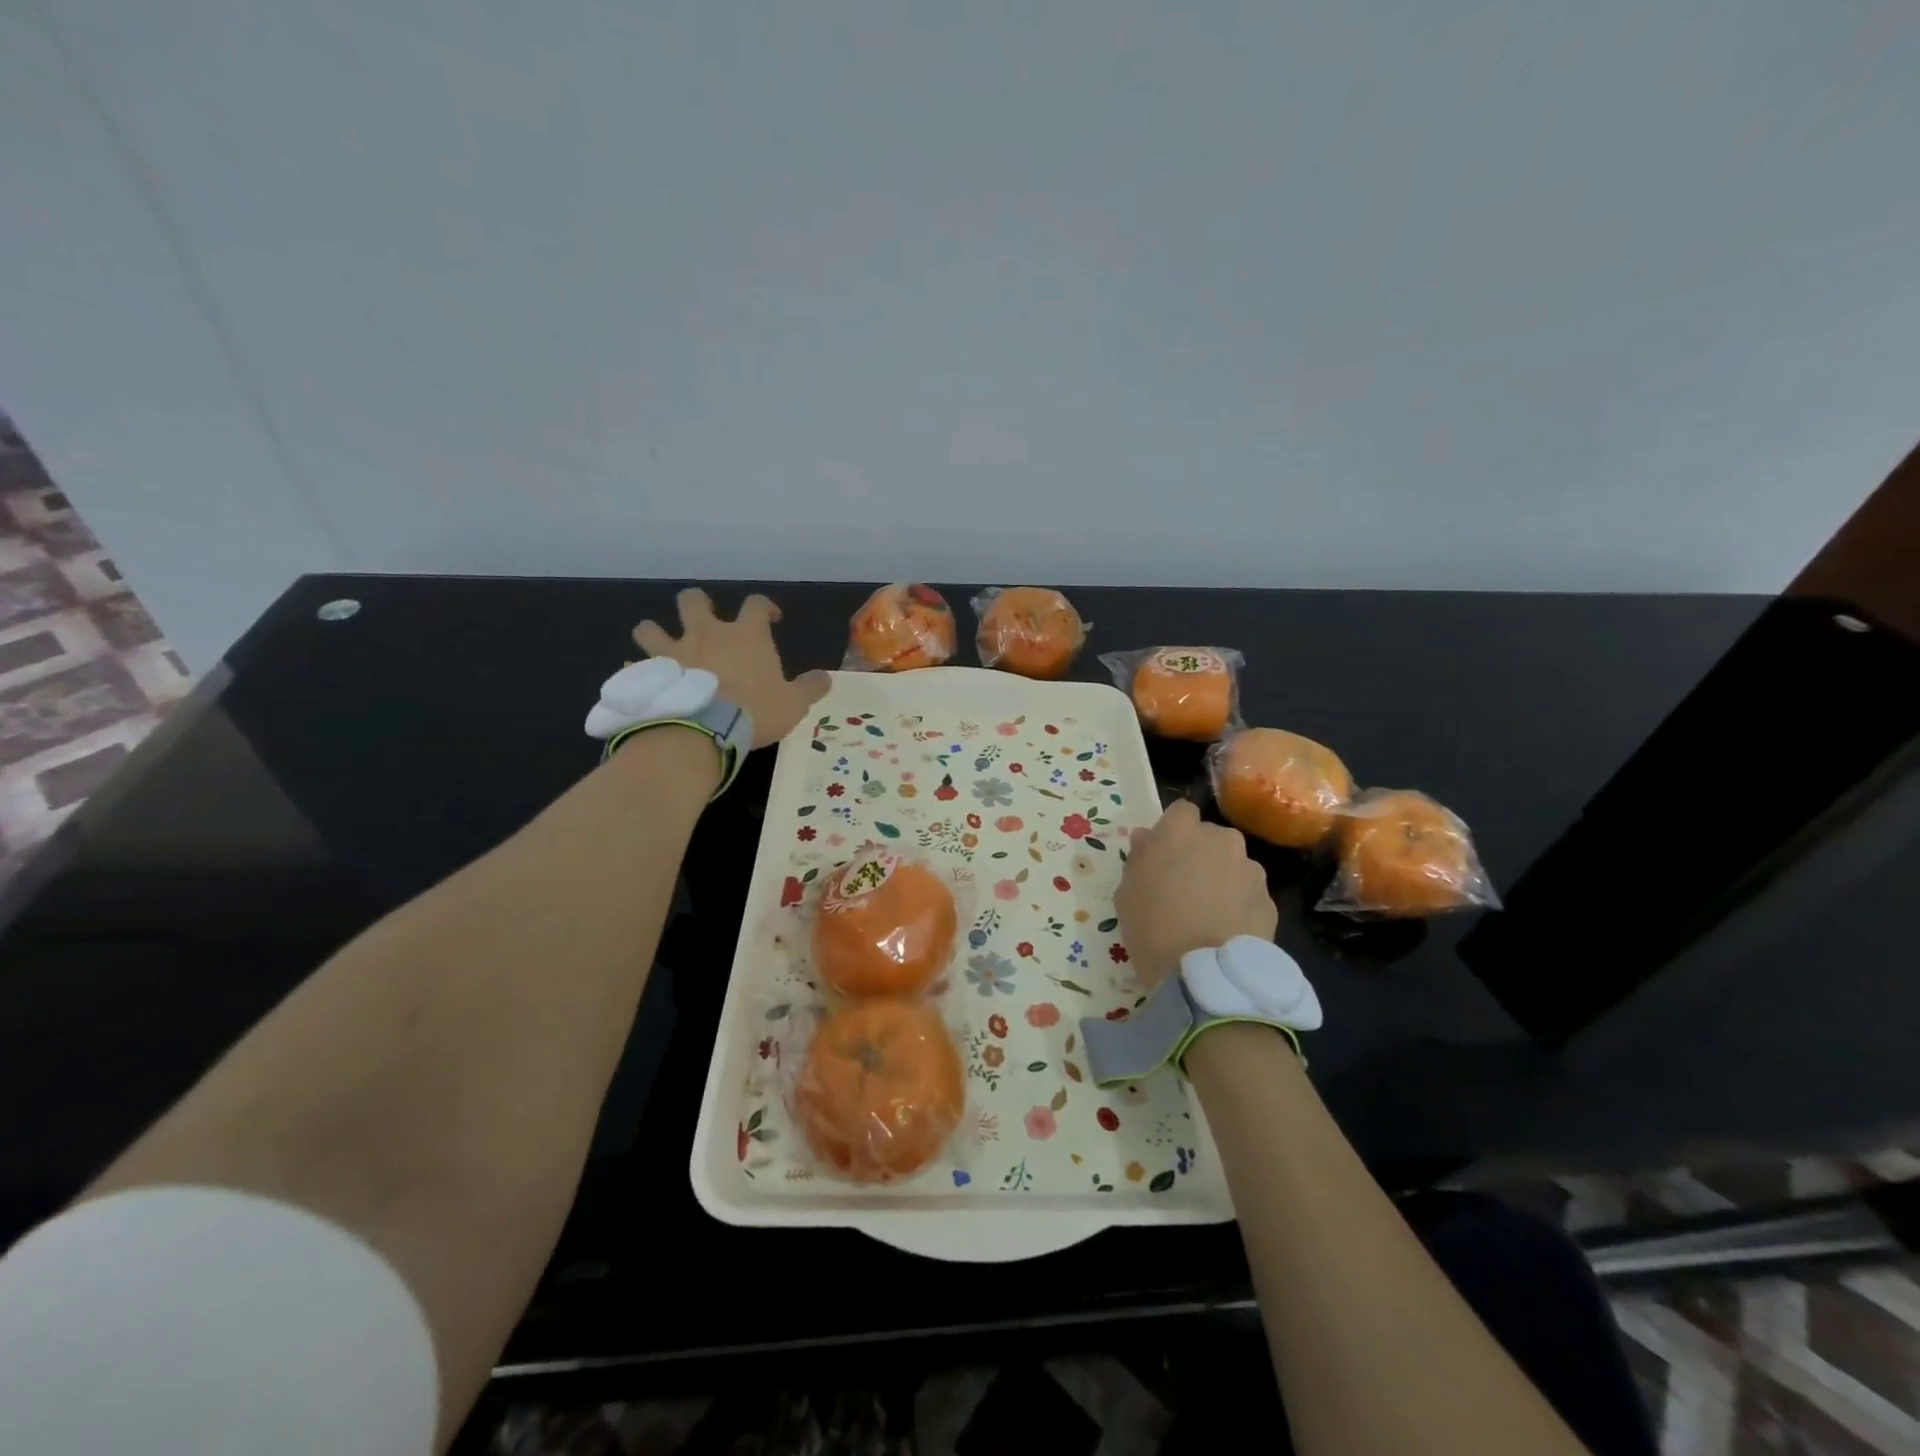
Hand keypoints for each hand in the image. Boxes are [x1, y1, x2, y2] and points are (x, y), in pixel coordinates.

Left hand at [634, 589, 830, 748]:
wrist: (704, 731)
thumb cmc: (755, 711)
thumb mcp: (794, 704)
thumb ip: (810, 688)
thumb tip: (826, 678)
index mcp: (745, 635)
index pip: (755, 605)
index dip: (764, 607)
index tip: (770, 618)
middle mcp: (705, 633)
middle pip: (693, 601)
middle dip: (697, 604)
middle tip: (704, 617)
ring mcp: (672, 653)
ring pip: (650, 628)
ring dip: (653, 633)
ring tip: (658, 643)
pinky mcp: (649, 676)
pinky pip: (635, 668)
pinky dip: (639, 672)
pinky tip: (643, 681)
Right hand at [1115, 800, 1277, 989]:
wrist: (1203, 975)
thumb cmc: (1152, 927)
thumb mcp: (1126, 891)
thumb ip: (1139, 857)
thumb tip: (1147, 838)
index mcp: (1182, 831)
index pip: (1181, 811)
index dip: (1173, 831)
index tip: (1164, 855)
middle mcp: (1221, 840)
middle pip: (1211, 837)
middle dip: (1201, 853)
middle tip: (1185, 886)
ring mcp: (1251, 870)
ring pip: (1234, 864)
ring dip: (1223, 878)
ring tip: (1209, 912)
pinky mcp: (1270, 901)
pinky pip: (1249, 894)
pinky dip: (1240, 905)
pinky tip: (1226, 930)